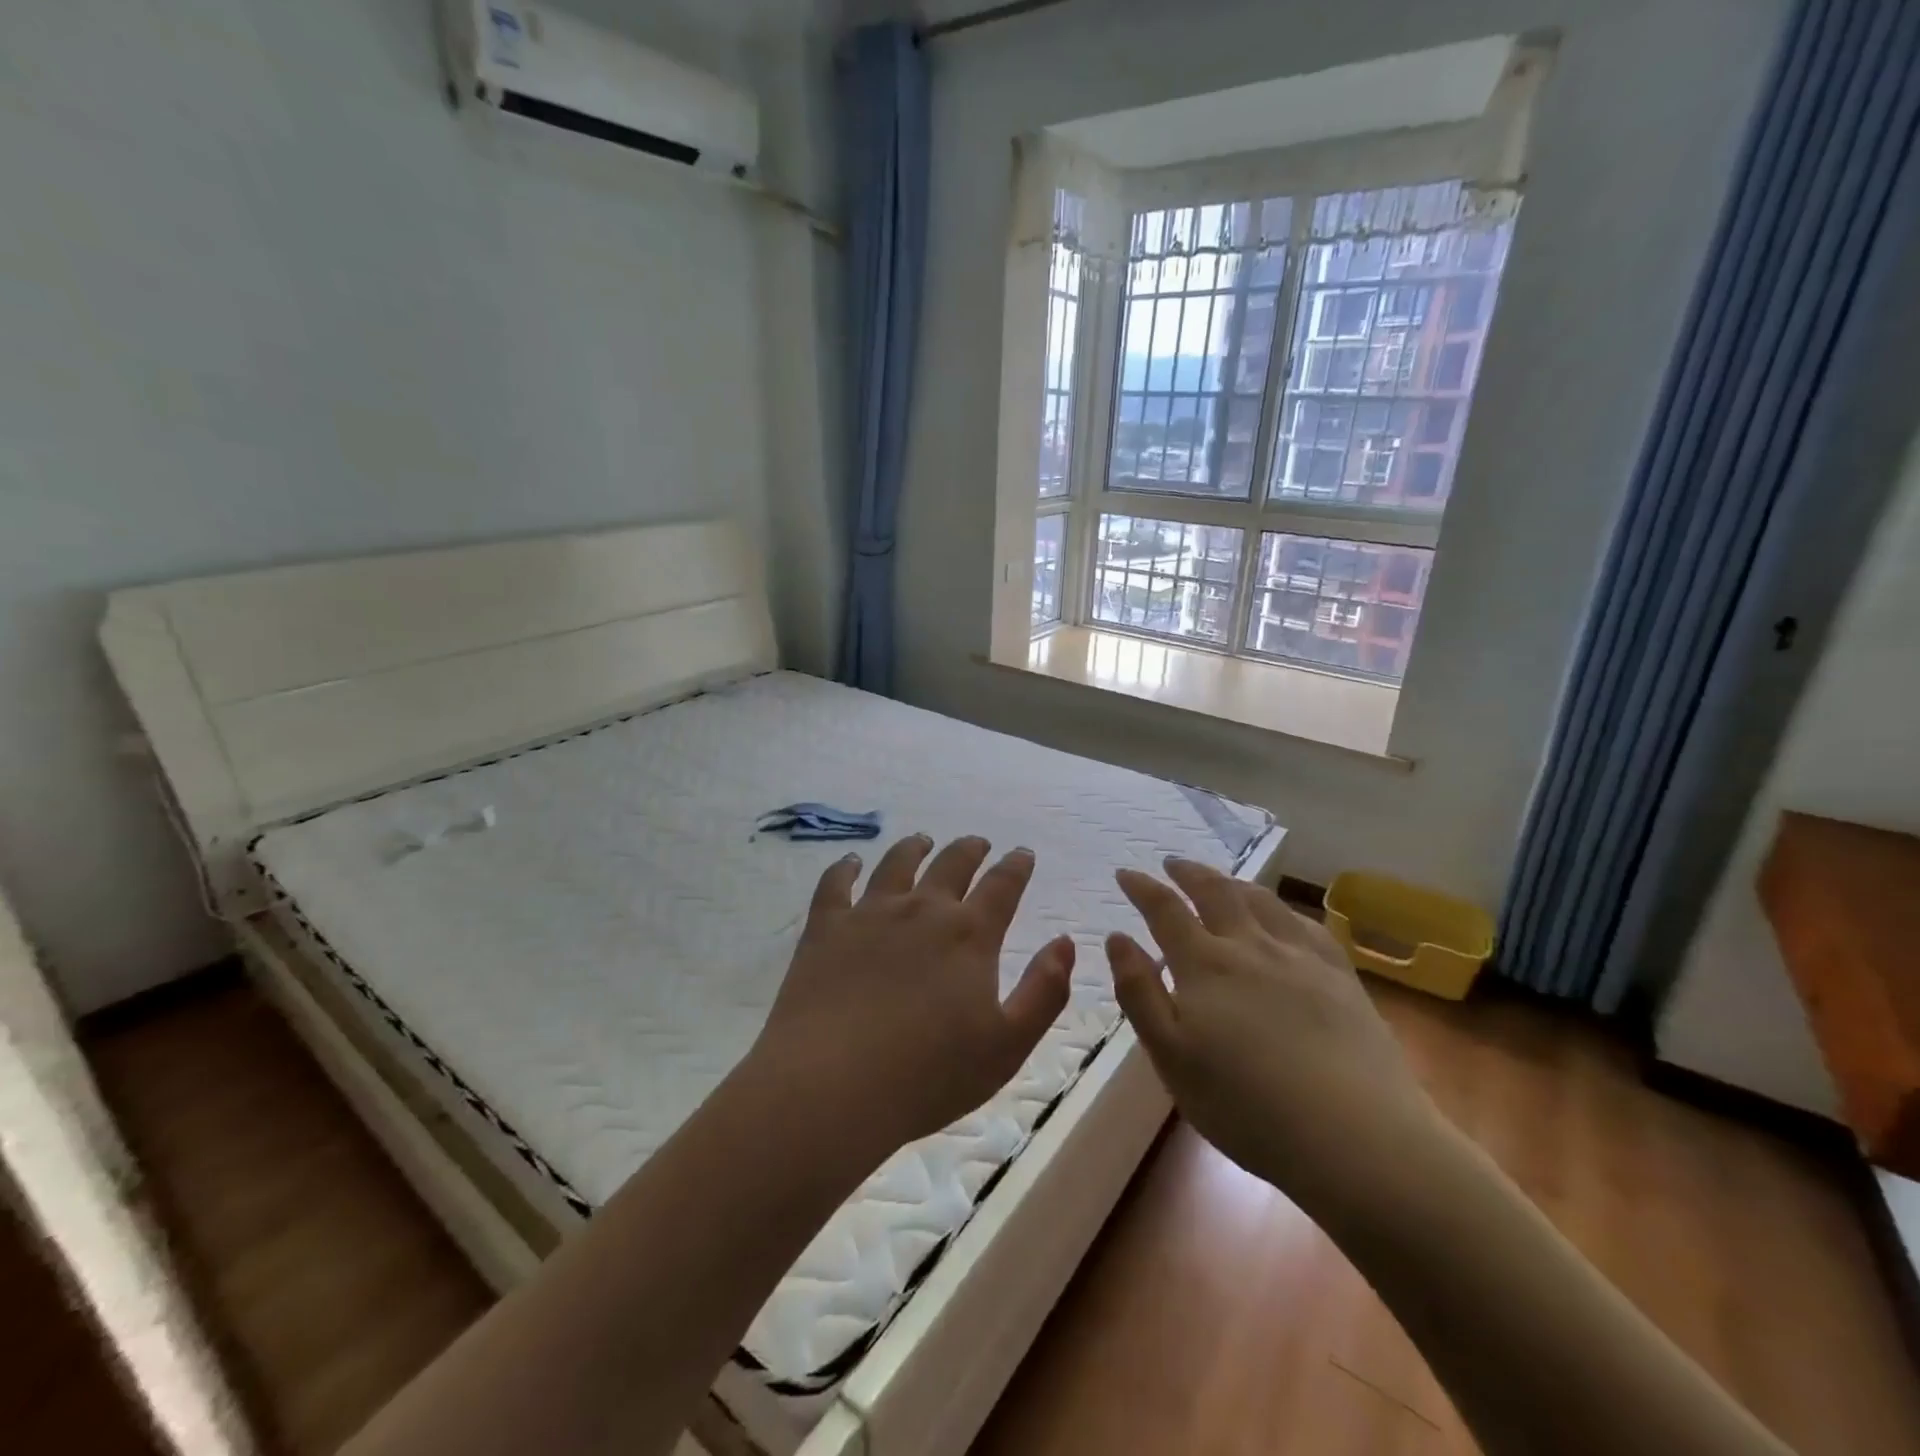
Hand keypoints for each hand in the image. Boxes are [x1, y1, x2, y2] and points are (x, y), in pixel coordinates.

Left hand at [748, 834, 1073, 1165]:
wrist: (833, 1084)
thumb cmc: (930, 1074)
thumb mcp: (1008, 1045)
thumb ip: (1044, 991)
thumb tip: (1065, 942)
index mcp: (969, 935)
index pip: (1002, 886)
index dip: (1016, 867)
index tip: (1022, 853)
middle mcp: (923, 910)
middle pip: (951, 864)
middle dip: (970, 850)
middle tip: (978, 843)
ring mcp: (870, 913)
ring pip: (897, 864)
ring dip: (914, 848)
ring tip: (921, 840)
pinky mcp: (826, 927)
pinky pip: (836, 883)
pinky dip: (845, 867)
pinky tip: (850, 861)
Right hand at [1107, 858, 1437, 1204]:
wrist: (1356, 1137)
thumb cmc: (1246, 1106)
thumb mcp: (1171, 1057)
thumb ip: (1139, 993)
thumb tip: (1117, 938)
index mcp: (1204, 965)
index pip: (1165, 910)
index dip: (1142, 888)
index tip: (1125, 873)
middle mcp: (1250, 946)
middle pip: (1215, 892)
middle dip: (1188, 873)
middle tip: (1172, 863)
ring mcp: (1300, 957)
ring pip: (1260, 900)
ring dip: (1233, 882)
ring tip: (1221, 880)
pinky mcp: (1340, 976)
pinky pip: (1306, 923)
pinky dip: (1281, 908)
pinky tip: (1282, 916)